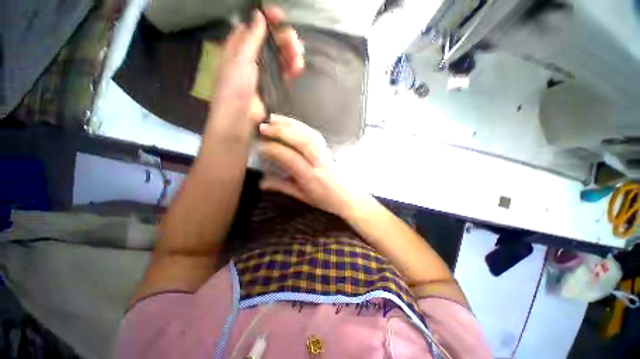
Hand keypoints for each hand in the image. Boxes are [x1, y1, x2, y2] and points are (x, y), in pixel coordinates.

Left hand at [206, 7, 304, 132]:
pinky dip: (292, 68)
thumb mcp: (240, 59)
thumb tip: (259, 15)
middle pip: (272, 40)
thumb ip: (251, 38)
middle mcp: (253, 56)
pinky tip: (297, 68)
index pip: (256, 25)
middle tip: (295, 44)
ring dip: (292, 54)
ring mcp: (265, 71)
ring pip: (281, 55)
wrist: (240, 117)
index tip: (280, 17)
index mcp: (240, 45)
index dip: (268, 19)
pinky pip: (285, 71)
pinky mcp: (274, 84)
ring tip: (298, 59)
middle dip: (285, 39)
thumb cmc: (235, 87)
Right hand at [258, 115, 372, 216]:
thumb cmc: (326, 199)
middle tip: (264, 128)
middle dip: (281, 132)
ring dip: (290, 124)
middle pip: (301, 141)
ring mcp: (326, 154)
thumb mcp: (302, 196)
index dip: (273, 150)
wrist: (348, 197)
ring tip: (274, 120)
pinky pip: (314, 133)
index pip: (290, 158)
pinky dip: (301, 126)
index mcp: (311, 178)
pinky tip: (291, 123)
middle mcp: (319, 163)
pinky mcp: (328, 148)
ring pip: (308, 134)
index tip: (260, 147)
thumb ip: (281, 187)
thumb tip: (262, 182)